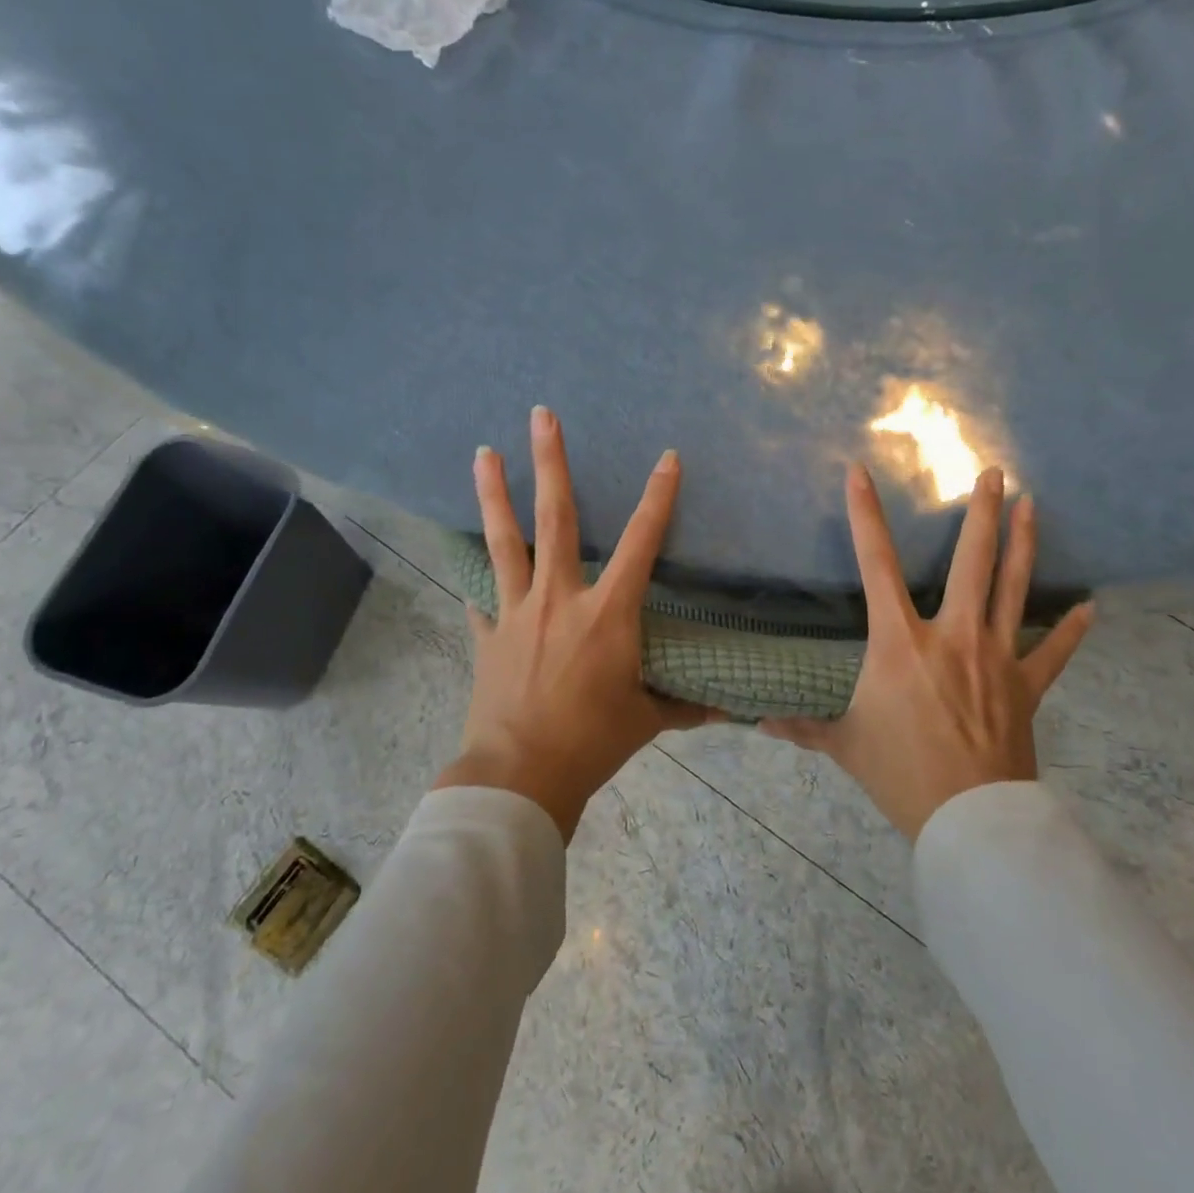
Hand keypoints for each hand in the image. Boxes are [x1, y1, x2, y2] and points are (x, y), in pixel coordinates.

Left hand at [435, 406, 715, 840]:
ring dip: (494, 494)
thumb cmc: (592, 743)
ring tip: (484, 452)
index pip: (643, 542)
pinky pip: (482, 598)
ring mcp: (516, 613)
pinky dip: (478, 579)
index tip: (668, 458)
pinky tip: (467, 563)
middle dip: (550, 462)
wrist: (520, 778)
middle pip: (556, 517)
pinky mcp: (488, 636)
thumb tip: (727, 710)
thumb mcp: (647, 721)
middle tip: (540, 415)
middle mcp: (560, 598)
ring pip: (505, 541)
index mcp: (608, 613)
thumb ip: (685, 707)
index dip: (659, 497)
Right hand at [762, 463, 1092, 840]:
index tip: (860, 472)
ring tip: (1034, 505)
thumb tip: (759, 724)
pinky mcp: (1027, 686)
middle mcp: (952, 636)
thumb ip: (804, 727)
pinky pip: (1055, 652)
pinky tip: (1091, 607)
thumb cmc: (901, 773)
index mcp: (900, 642)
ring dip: (1023, 544)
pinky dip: (1073, 630)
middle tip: (995, 473)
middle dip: (982, 513)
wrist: (969, 820)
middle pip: (971, 562)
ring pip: (1014, 589)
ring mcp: (996, 657)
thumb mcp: (845, 745)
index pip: (874, 564)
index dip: (864, 515)